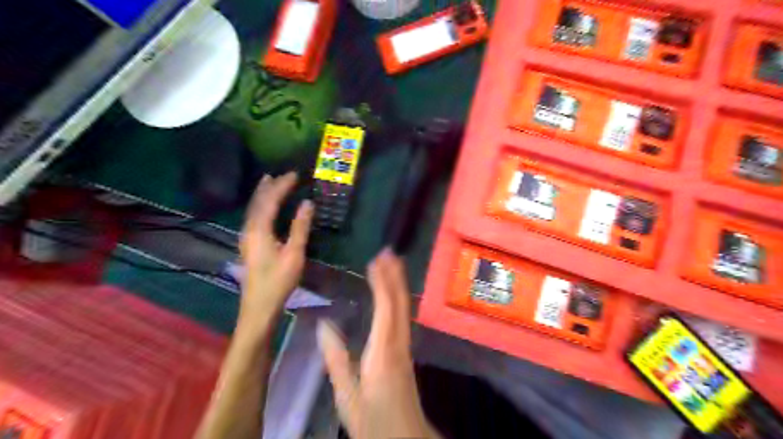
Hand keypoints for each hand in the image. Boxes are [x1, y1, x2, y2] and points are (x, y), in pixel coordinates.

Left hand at [237, 172, 313, 336]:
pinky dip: (260, 205)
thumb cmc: (279, 281)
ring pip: (253, 208)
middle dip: (270, 186)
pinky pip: (253, 216)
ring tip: (270, 181)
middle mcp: (249, 229)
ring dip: (263, 194)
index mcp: (259, 230)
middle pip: (258, 202)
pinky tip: (265, 207)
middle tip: (284, 174)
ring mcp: (246, 237)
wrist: (259, 306)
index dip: (282, 186)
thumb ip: (300, 227)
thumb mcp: (294, 254)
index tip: (295, 175)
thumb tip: (307, 203)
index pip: (270, 200)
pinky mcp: (249, 244)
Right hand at [318, 251, 439, 438]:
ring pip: (404, 309)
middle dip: (395, 276)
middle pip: (400, 303)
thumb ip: (336, 361)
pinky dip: (398, 300)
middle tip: (389, 252)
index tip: (376, 260)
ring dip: (398, 285)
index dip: (382, 282)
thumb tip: (324, 325)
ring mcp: (405, 348)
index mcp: (382, 351)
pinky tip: (394, 296)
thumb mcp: (347, 396)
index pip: (385, 308)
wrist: (405, 438)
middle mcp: (398, 343)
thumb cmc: (373, 420)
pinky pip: (403, 318)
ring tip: (394, 265)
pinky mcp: (405, 353)